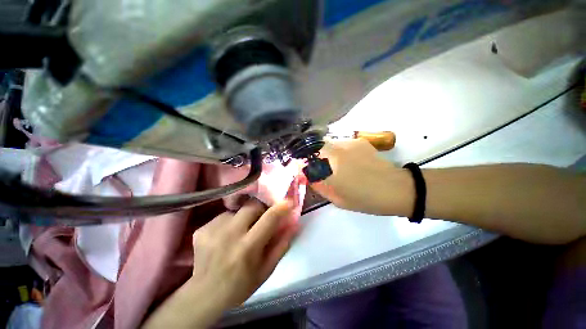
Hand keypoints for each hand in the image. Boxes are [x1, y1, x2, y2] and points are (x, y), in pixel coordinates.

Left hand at [143, 199, 297, 328]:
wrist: (205, 295)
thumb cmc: (241, 285)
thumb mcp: (267, 269)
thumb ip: (282, 244)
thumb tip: (294, 223)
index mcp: (248, 247)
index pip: (269, 218)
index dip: (281, 207)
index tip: (288, 201)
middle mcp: (230, 234)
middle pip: (252, 206)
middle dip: (260, 209)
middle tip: (260, 220)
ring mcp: (213, 230)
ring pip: (237, 211)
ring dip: (243, 218)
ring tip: (239, 233)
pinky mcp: (202, 229)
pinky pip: (223, 216)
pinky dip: (229, 223)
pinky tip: (224, 238)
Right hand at [311, 139, 413, 215]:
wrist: (394, 189)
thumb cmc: (364, 198)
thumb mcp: (336, 198)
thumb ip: (319, 185)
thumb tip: (307, 175)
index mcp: (330, 165)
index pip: (306, 157)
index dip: (301, 162)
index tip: (302, 169)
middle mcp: (336, 150)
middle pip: (314, 147)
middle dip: (311, 156)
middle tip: (316, 168)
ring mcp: (348, 143)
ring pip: (327, 144)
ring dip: (324, 153)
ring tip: (332, 165)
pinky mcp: (358, 141)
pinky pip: (339, 144)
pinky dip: (336, 151)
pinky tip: (345, 161)